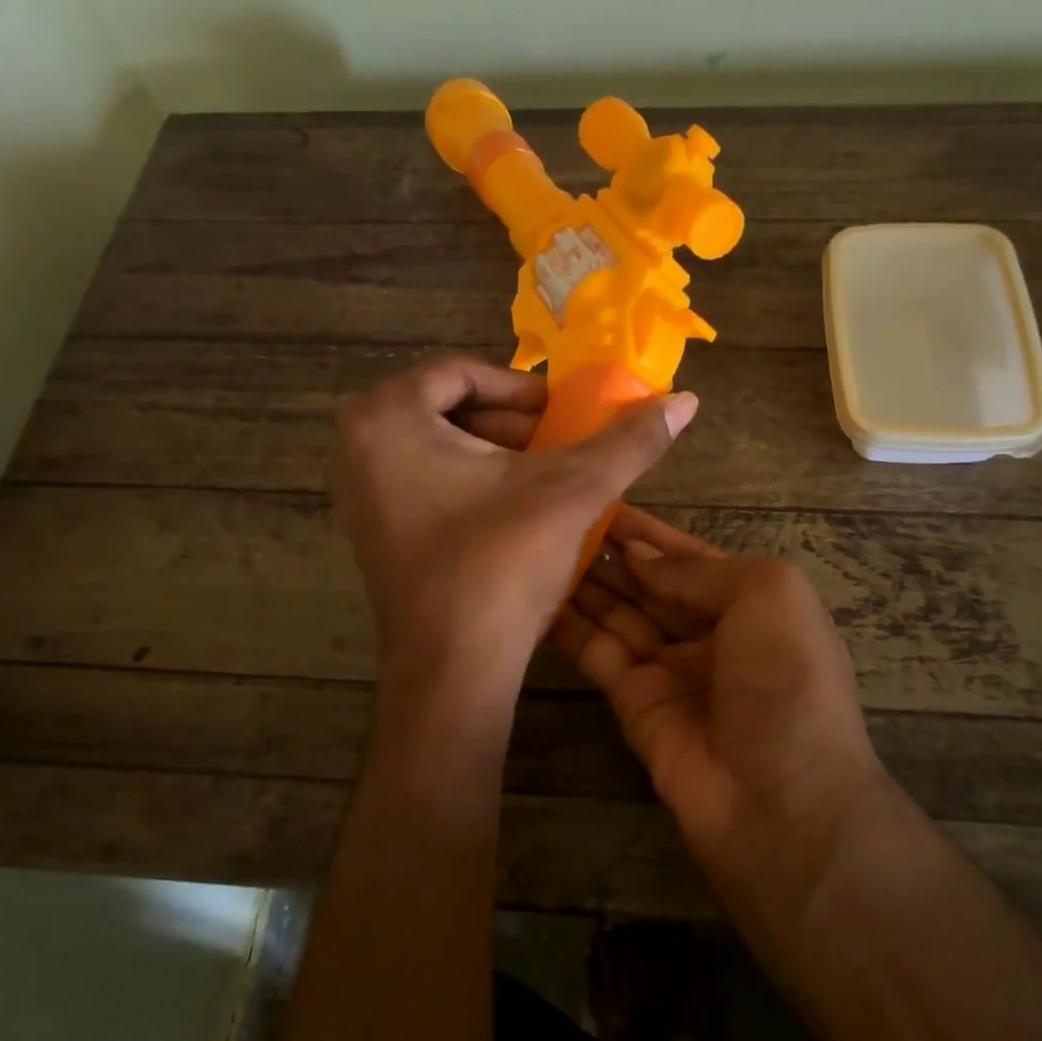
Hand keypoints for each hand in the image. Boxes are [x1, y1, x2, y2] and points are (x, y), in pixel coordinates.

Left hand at [329, 354, 695, 694]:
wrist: (453, 668)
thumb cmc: (502, 564)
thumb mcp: (572, 490)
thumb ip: (629, 440)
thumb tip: (684, 400)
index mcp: (388, 417)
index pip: (462, 372)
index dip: (522, 391)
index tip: (564, 415)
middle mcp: (357, 446)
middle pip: (447, 407)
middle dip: (510, 424)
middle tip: (558, 447)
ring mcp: (357, 492)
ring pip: (436, 446)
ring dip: (494, 454)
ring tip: (544, 481)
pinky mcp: (370, 530)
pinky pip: (422, 481)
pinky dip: (468, 484)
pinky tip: (512, 513)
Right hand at [550, 511, 892, 881]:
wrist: (780, 804)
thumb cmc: (786, 681)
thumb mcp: (767, 595)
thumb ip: (699, 569)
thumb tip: (638, 555)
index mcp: (752, 604)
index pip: (691, 558)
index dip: (650, 532)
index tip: (602, 500)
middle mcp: (710, 633)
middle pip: (651, 584)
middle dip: (612, 553)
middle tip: (559, 519)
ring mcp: (670, 669)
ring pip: (620, 613)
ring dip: (586, 582)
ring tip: (540, 546)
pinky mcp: (633, 703)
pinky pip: (598, 652)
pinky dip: (570, 626)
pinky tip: (537, 594)